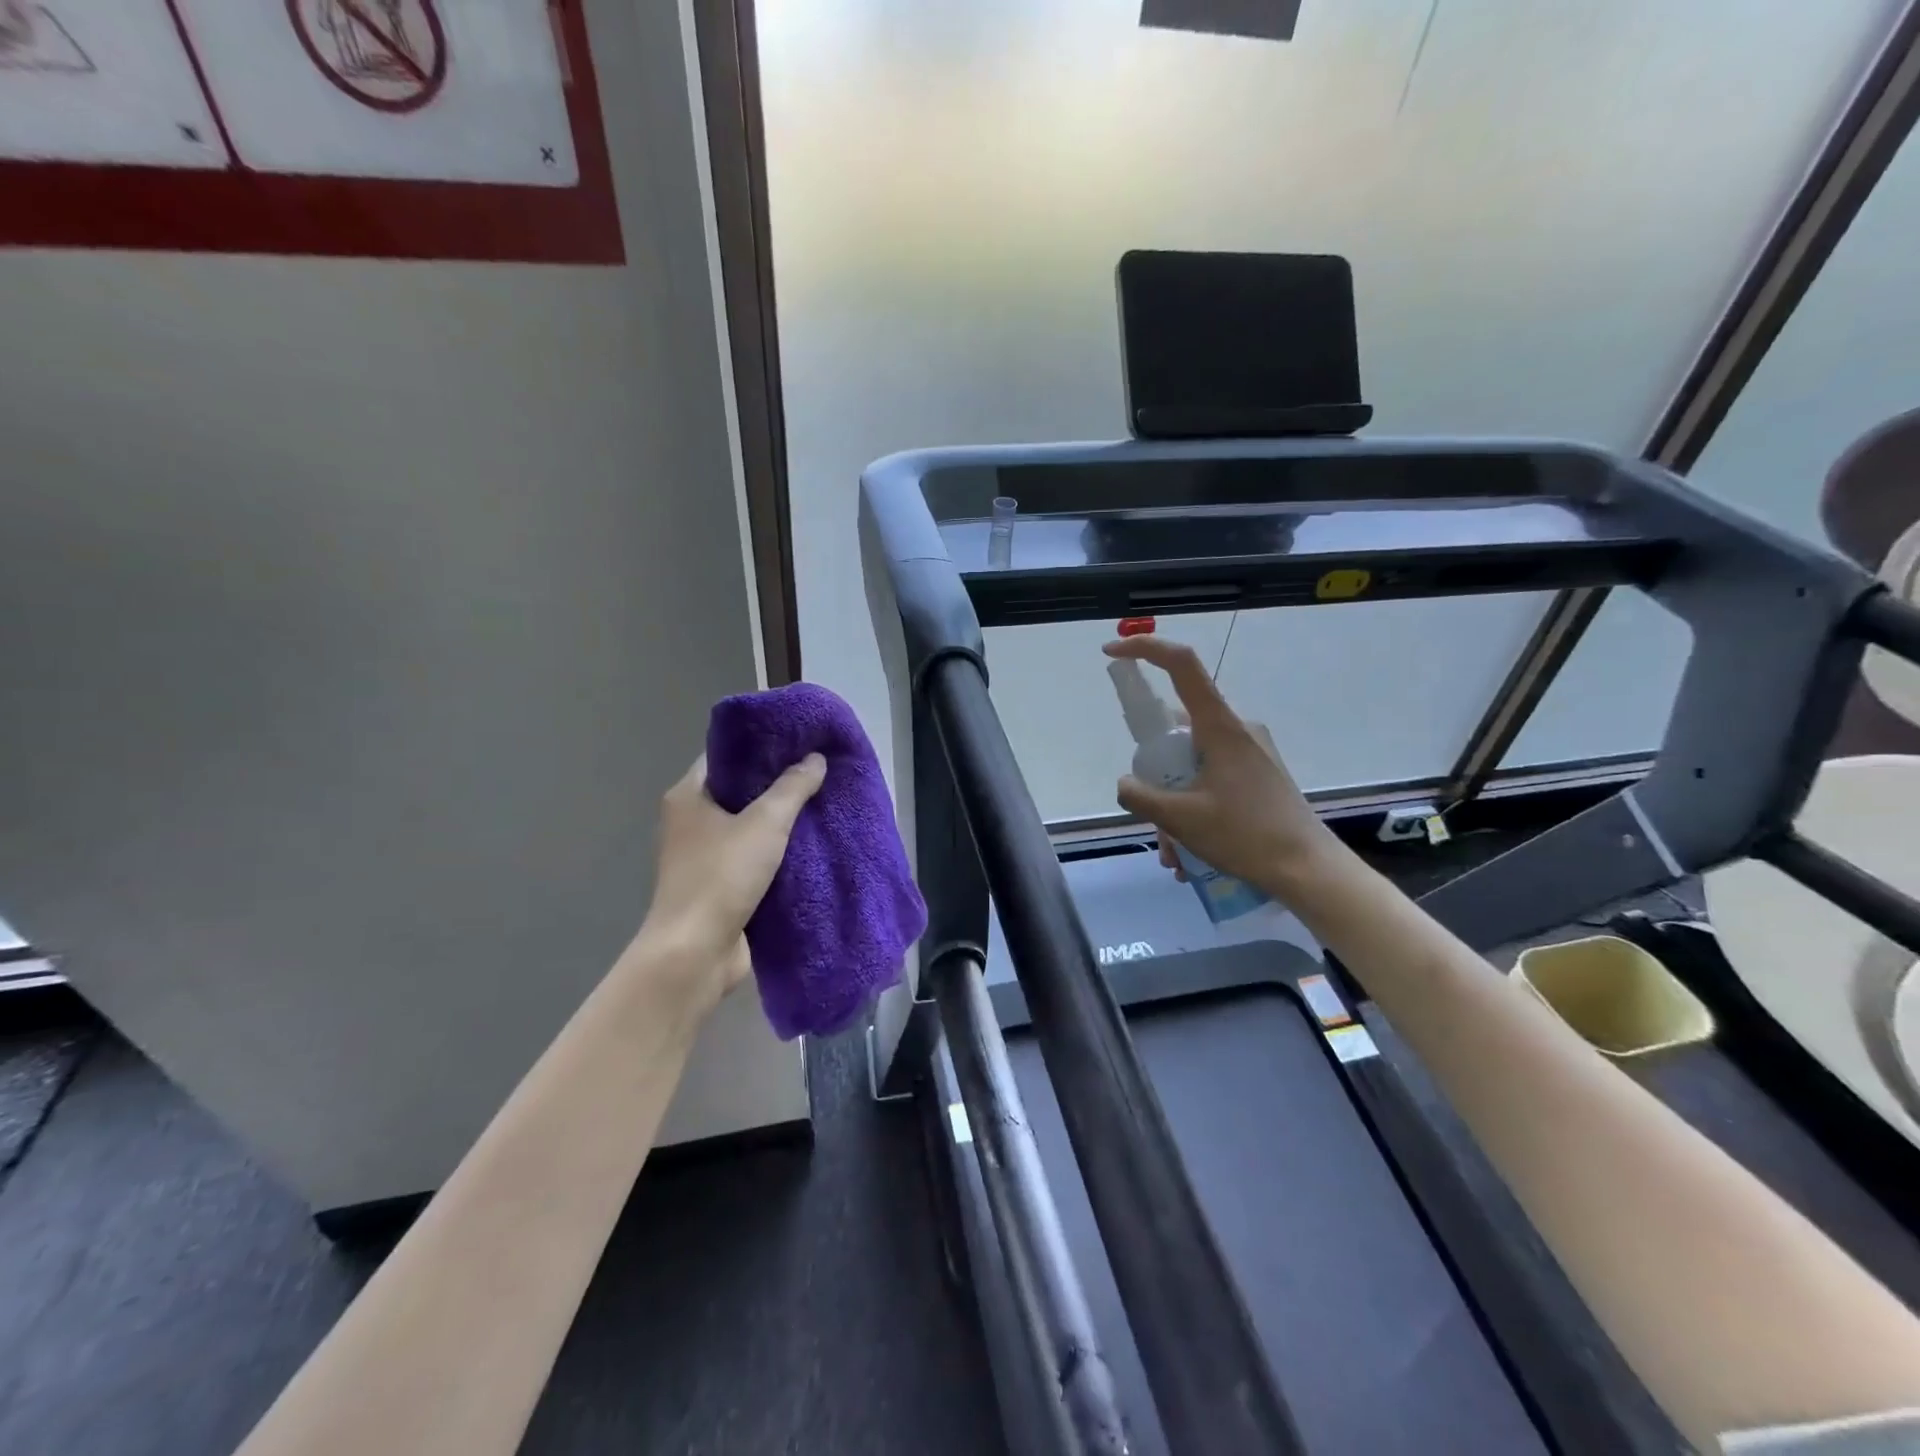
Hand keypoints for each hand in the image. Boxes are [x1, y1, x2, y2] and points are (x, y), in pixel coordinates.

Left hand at [635, 752, 826, 1011]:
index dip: (761, 746)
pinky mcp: (719, 884)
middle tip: (817, 770)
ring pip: (748, 825)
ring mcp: (703, 855)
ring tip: (821, 802)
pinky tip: (810, 843)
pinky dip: (777, 850)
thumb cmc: (722, 876)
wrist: (696, 952)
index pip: (725, 756)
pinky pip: (752, 856)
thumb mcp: (765, 823)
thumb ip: (793, 788)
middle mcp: (690, 821)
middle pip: (739, 790)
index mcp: (688, 796)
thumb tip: (815, 758)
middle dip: (777, 783)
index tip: (798, 740)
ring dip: (780, 819)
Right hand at [1104, 636, 1335, 894]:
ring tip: (1175, 853)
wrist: (1310, 870)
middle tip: (1153, 819)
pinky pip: (1212, 779)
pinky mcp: (1259, 774)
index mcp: (1219, 726)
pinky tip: (1193, 853)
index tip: (1112, 652)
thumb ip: (1142, 797)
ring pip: (1192, 764)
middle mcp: (1236, 729)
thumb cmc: (1246, 835)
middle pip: (1177, 731)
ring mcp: (1250, 752)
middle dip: (1156, 776)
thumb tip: (1125, 784)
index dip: (1144, 649)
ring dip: (1175, 804)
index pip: (1180, 665)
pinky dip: (1195, 808)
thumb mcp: (1181, 819)